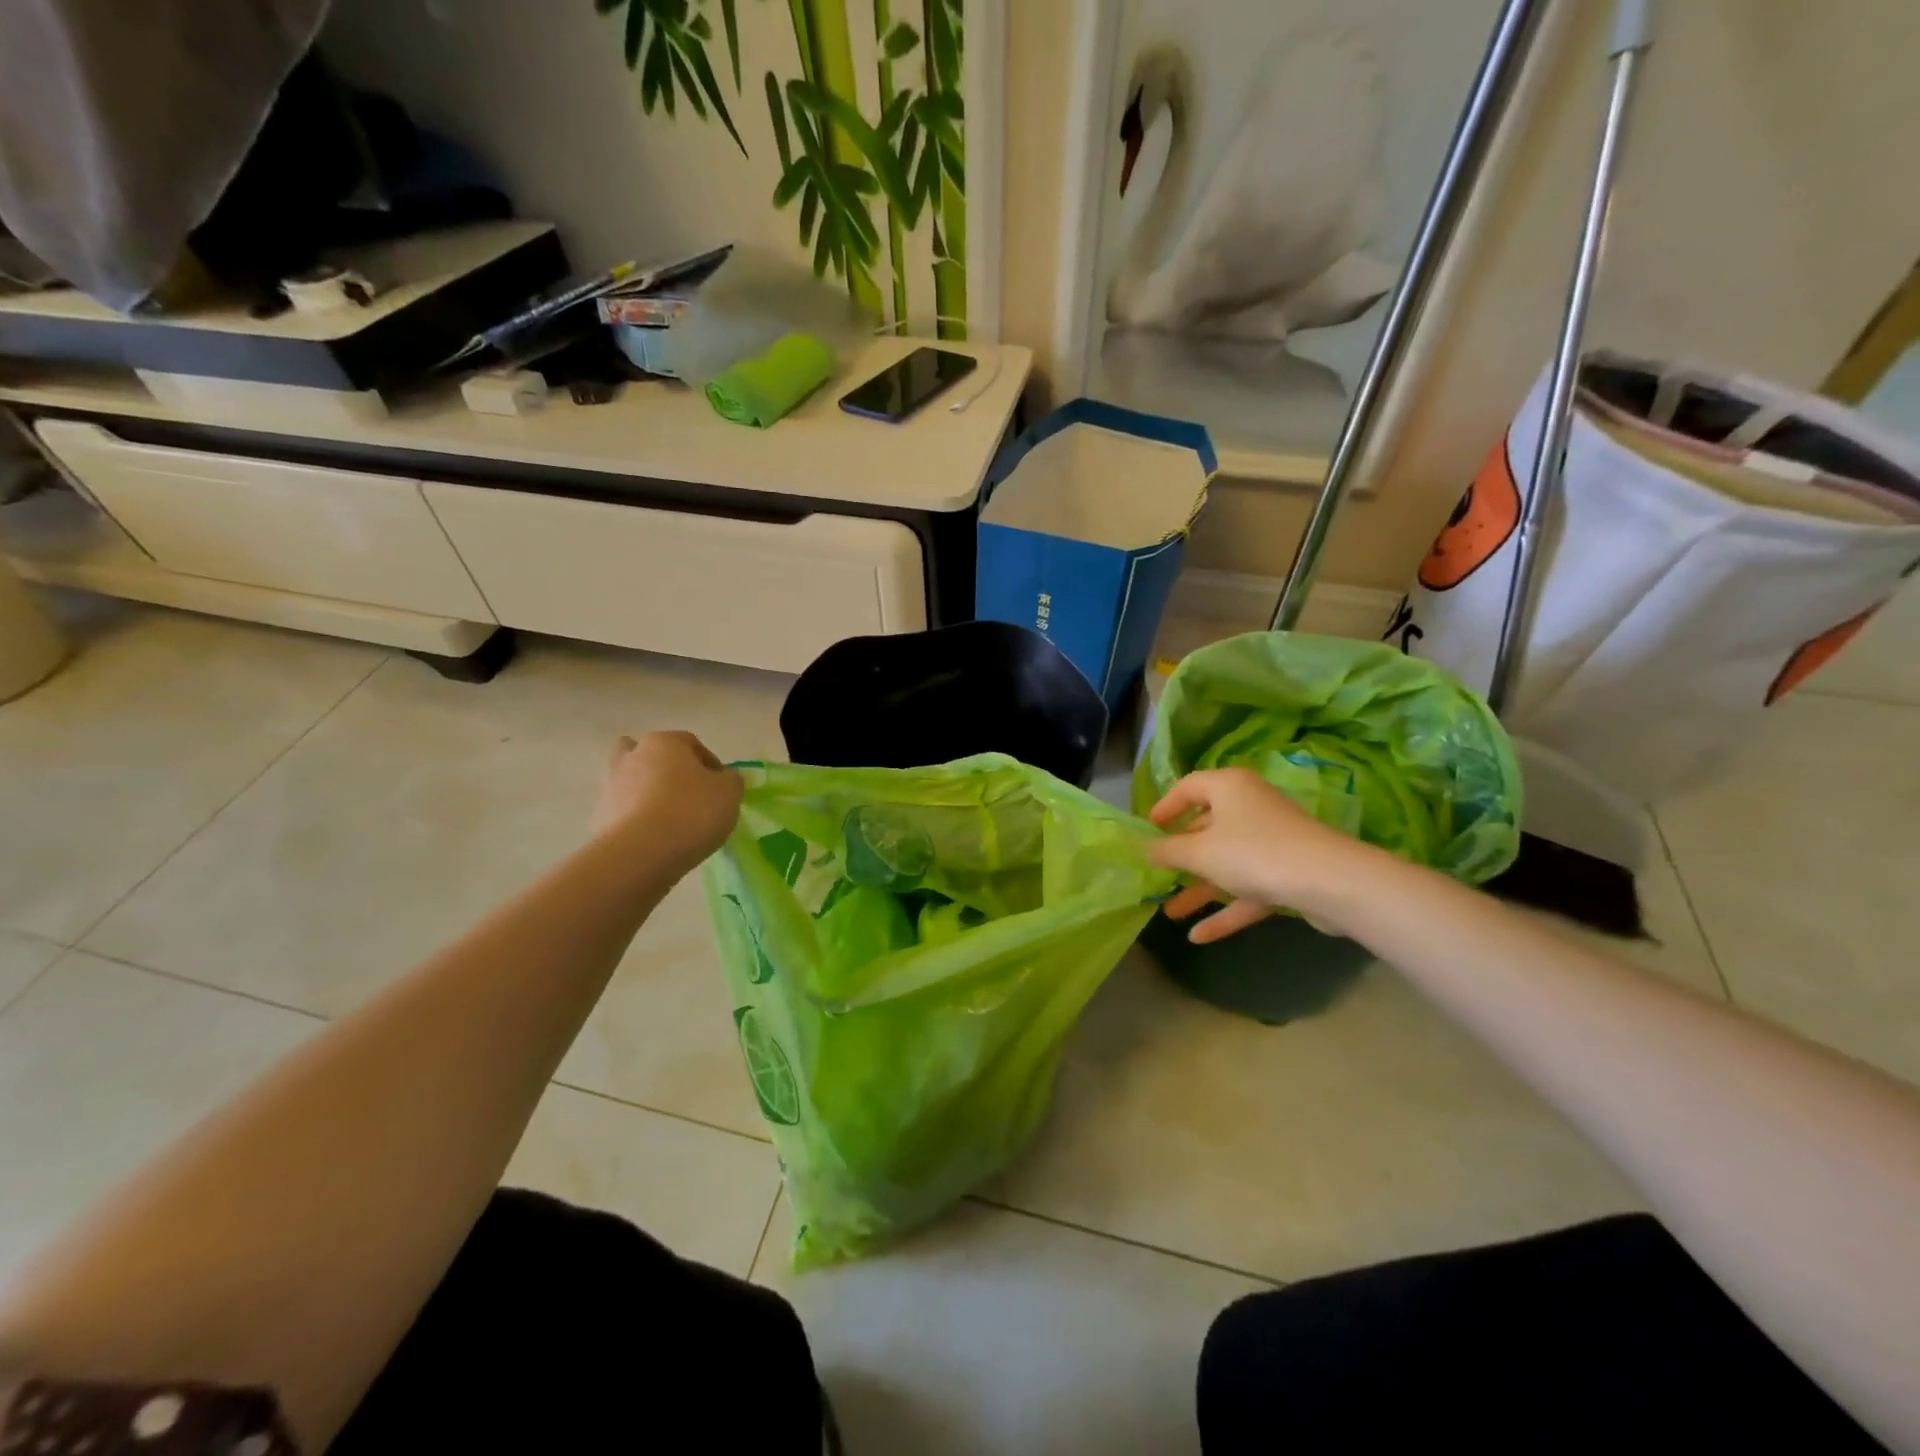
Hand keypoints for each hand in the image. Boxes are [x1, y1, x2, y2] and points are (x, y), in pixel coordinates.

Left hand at [591, 732, 743, 872]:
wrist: (642, 853)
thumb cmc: (692, 812)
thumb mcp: (729, 792)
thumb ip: (730, 779)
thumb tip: (723, 778)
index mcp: (664, 742)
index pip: (690, 743)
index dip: (709, 762)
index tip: (721, 786)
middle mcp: (632, 756)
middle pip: (652, 755)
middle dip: (668, 770)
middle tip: (688, 794)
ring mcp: (610, 786)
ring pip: (633, 781)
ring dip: (648, 793)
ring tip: (671, 820)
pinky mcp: (600, 817)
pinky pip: (624, 810)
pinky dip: (636, 819)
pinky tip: (655, 838)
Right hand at [1144, 767, 1382, 942]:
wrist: (1330, 883)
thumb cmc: (1254, 853)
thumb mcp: (1199, 852)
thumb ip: (1167, 850)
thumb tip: (1143, 848)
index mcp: (1228, 788)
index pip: (1188, 787)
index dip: (1164, 807)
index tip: (1147, 830)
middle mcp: (1249, 807)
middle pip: (1206, 827)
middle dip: (1180, 855)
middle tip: (1156, 873)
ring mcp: (1270, 842)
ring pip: (1226, 862)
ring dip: (1198, 888)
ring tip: (1168, 913)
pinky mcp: (1286, 873)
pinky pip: (1247, 888)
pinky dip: (1224, 909)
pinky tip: (1198, 936)